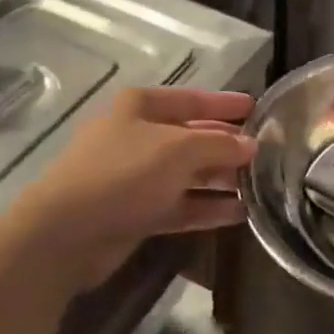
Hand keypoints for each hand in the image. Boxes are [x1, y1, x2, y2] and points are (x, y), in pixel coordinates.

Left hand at [23, 88, 256, 283]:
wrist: (66, 233)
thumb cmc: (124, 173)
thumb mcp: (180, 149)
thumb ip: (220, 145)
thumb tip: (252, 146)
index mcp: (140, 107)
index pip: (192, 99)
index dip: (225, 103)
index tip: (258, 108)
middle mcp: (138, 137)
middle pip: (192, 137)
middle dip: (227, 146)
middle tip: (267, 154)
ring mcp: (136, 177)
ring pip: (188, 174)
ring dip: (221, 180)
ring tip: (261, 186)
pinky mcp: (137, 213)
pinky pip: (181, 205)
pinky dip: (207, 207)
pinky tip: (240, 214)